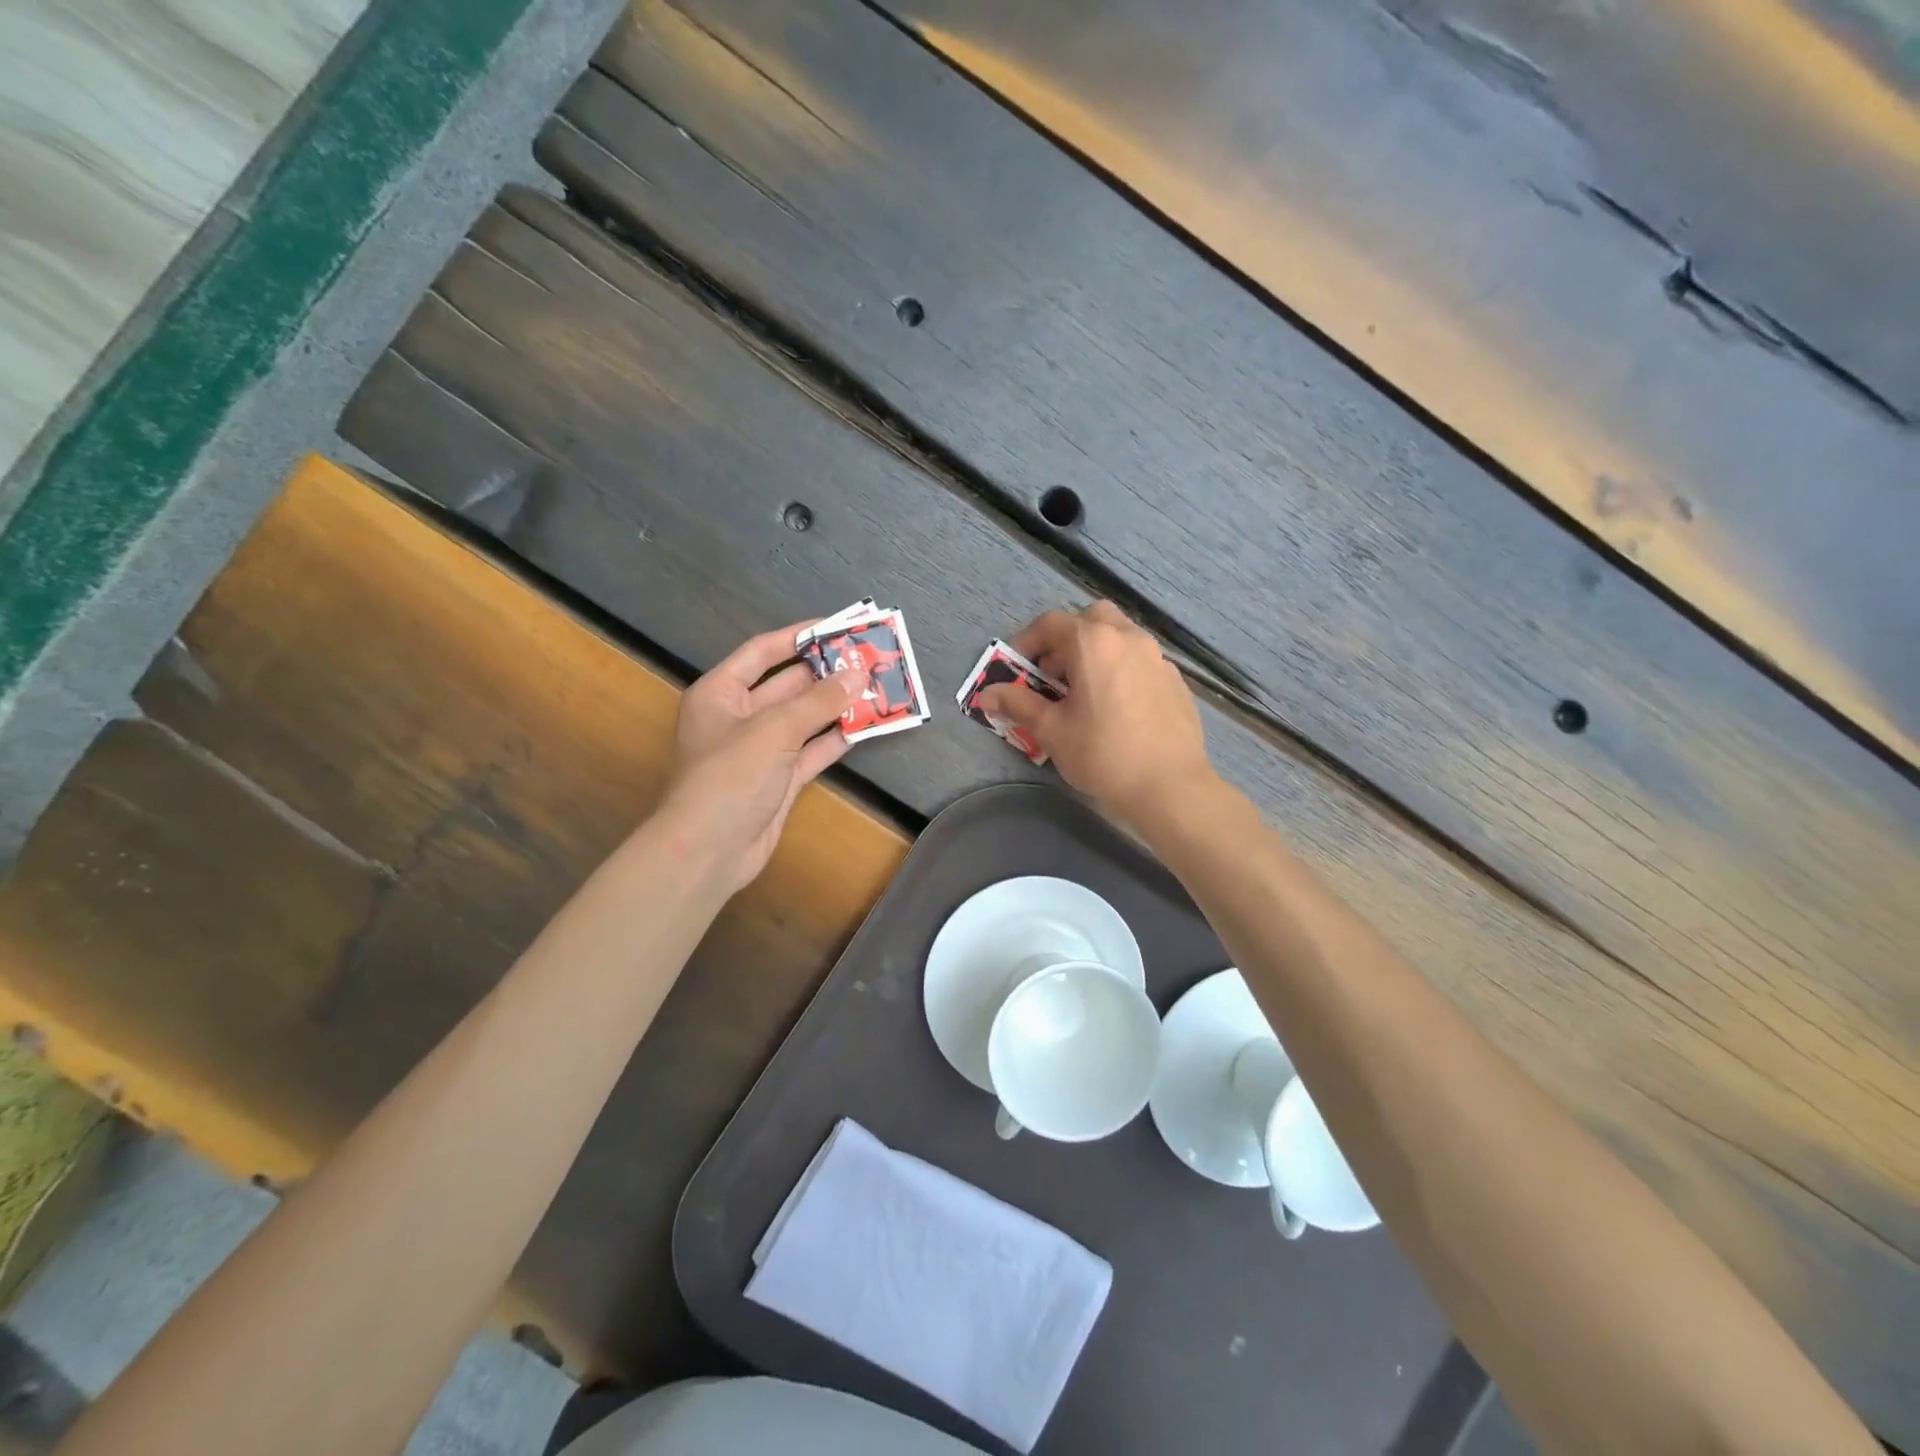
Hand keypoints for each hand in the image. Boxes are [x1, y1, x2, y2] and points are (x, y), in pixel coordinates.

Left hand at [656, 622, 867, 893]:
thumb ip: (818, 701)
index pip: (762, 652)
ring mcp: (761, 750)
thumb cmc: (729, 777)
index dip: (798, 637)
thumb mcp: (773, 730)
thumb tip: (858, 674)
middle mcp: (740, 716)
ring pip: (805, 719)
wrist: (709, 851)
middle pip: (788, 685)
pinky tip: (867, 726)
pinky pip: (813, 751)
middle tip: (868, 659)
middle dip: (827, 673)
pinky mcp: (780, 779)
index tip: (837, 627)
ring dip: (837, 706)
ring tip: (877, 688)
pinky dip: (837, 739)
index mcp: (721, 693)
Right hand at [975, 601, 1213, 832]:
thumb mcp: (1051, 730)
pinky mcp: (1175, 681)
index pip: (1051, 623)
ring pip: (1120, 637)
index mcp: (1094, 642)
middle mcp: (1129, 638)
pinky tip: (1116, 708)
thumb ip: (1018, 704)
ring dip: (1095, 653)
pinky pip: (1140, 661)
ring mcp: (1157, 658)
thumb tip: (986, 695)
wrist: (1169, 786)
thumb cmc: (1102, 754)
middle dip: (1066, 640)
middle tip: (1053, 675)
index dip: (1026, 642)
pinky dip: (1121, 670)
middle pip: (1091, 619)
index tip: (1015, 668)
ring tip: (1084, 693)